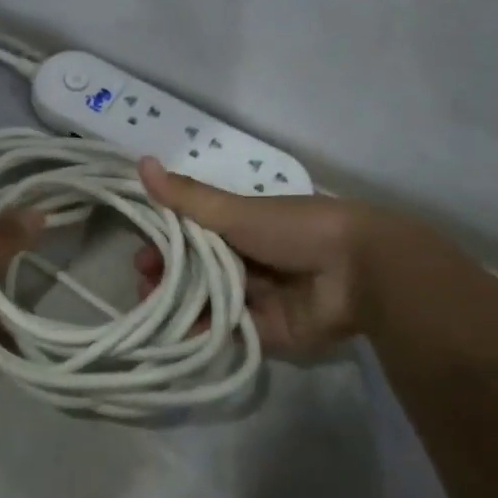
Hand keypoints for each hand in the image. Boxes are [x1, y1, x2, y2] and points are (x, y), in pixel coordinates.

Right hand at [135, 158, 386, 357]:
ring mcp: (259, 297)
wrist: (358, 271)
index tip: (140, 255)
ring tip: (153, 311)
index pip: (193, 235)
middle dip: (168, 277)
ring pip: (209, 301)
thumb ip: (186, 196)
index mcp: (243, 227)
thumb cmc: (293, 229)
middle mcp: (249, 260)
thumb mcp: (234, 211)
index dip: (165, 244)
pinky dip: (203, 332)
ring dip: (179, 305)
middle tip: (143, 286)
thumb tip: (140, 162)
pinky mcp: (270, 332)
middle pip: (198, 270)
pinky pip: (230, 331)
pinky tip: (175, 335)